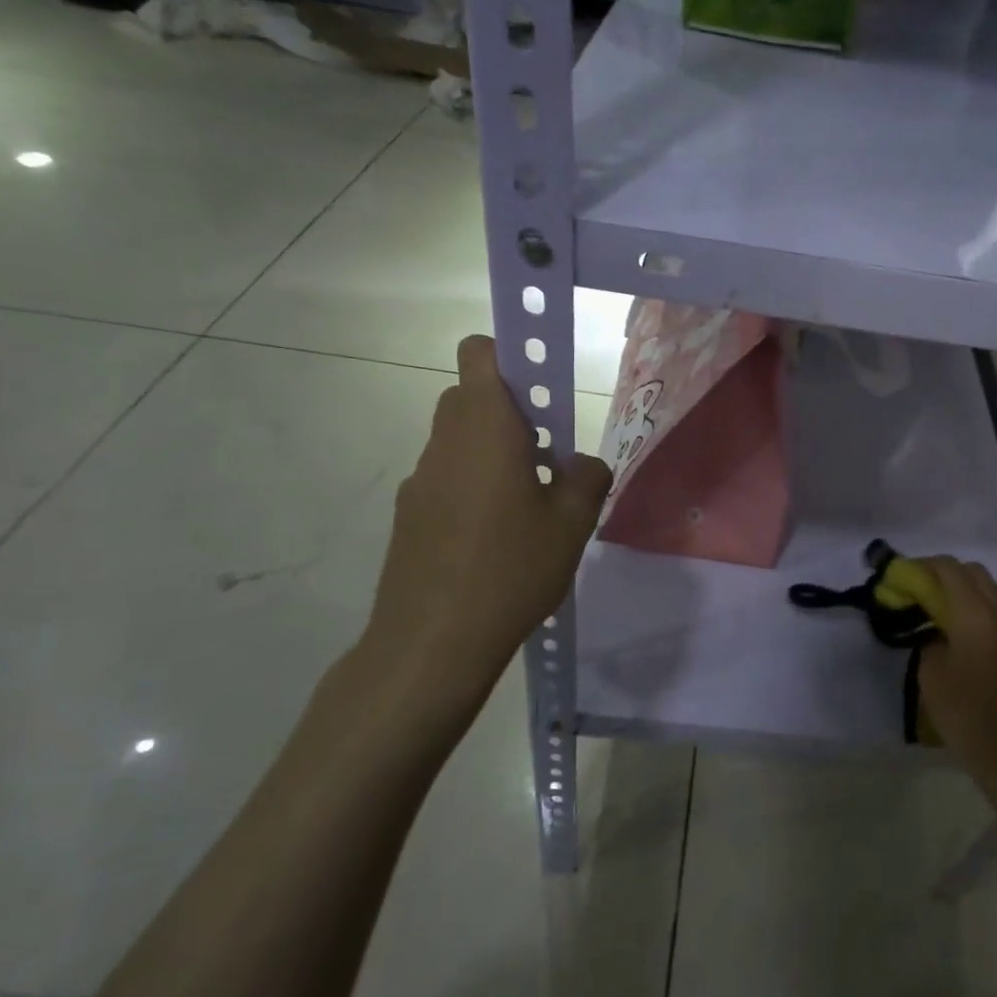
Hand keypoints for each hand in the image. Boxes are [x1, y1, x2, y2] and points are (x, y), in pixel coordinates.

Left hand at [354, 335, 610, 739]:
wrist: (432, 642)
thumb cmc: (511, 568)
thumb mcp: (572, 523)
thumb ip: (587, 478)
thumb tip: (583, 464)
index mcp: (486, 428)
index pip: (481, 354)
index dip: (511, 355)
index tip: (542, 387)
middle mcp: (446, 441)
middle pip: (471, 396)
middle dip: (510, 411)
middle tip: (545, 454)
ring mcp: (420, 478)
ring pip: (458, 440)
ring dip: (491, 452)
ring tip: (525, 506)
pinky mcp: (408, 514)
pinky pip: (445, 478)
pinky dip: (470, 487)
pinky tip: (492, 539)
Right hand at [917, 558, 996, 783]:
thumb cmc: (964, 714)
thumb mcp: (931, 674)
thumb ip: (932, 638)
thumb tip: (937, 628)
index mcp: (975, 616)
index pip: (950, 570)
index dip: (926, 566)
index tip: (908, 574)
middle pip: (976, 573)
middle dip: (949, 573)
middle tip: (926, 589)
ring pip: (996, 591)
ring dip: (972, 590)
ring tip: (951, 609)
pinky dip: (989, 609)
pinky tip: (975, 632)